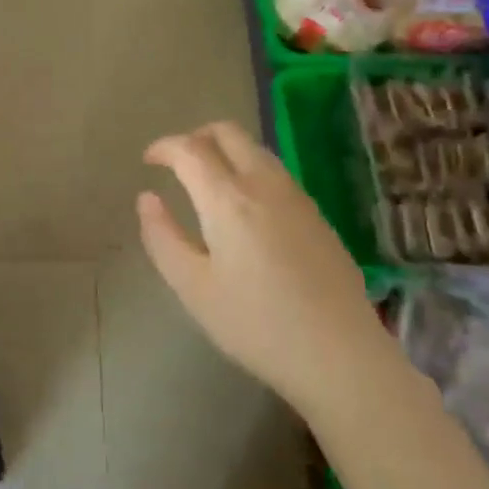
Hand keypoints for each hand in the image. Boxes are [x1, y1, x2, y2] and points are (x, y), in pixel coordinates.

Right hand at [137, 121, 381, 411]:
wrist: (341, 355)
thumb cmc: (257, 325)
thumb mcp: (194, 288)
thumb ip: (163, 238)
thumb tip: (146, 199)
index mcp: (228, 199)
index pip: (190, 149)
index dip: (164, 147)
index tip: (148, 160)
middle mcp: (263, 184)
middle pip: (227, 132)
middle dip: (196, 136)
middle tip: (177, 162)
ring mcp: (296, 196)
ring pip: (254, 148)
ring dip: (225, 150)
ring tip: (207, 181)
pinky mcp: (317, 213)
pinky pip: (274, 171)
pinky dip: (249, 168)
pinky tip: (244, 207)